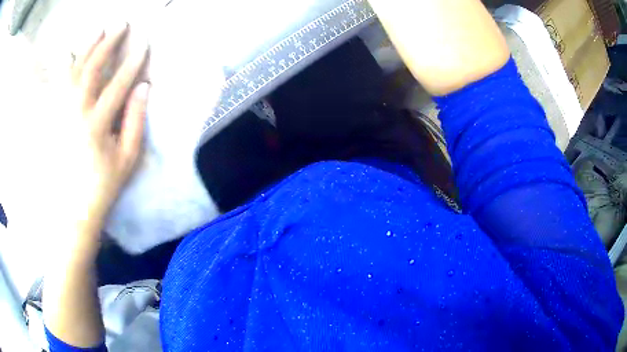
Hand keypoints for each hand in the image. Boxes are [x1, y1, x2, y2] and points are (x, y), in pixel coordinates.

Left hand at [0, 23, 148, 258]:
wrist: (71, 209)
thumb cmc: (102, 186)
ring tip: (99, 30)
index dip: (133, 61)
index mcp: (98, 124)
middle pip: (94, 68)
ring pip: (75, 70)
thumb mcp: (126, 159)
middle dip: (109, 43)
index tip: (144, 43)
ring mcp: (61, 113)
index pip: (119, 83)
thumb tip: (145, 87)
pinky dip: (64, 67)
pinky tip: (70, 54)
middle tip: (121, 25)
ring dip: (88, 48)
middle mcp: (77, 112)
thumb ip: (135, 121)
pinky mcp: (52, 118)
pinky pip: (57, 85)